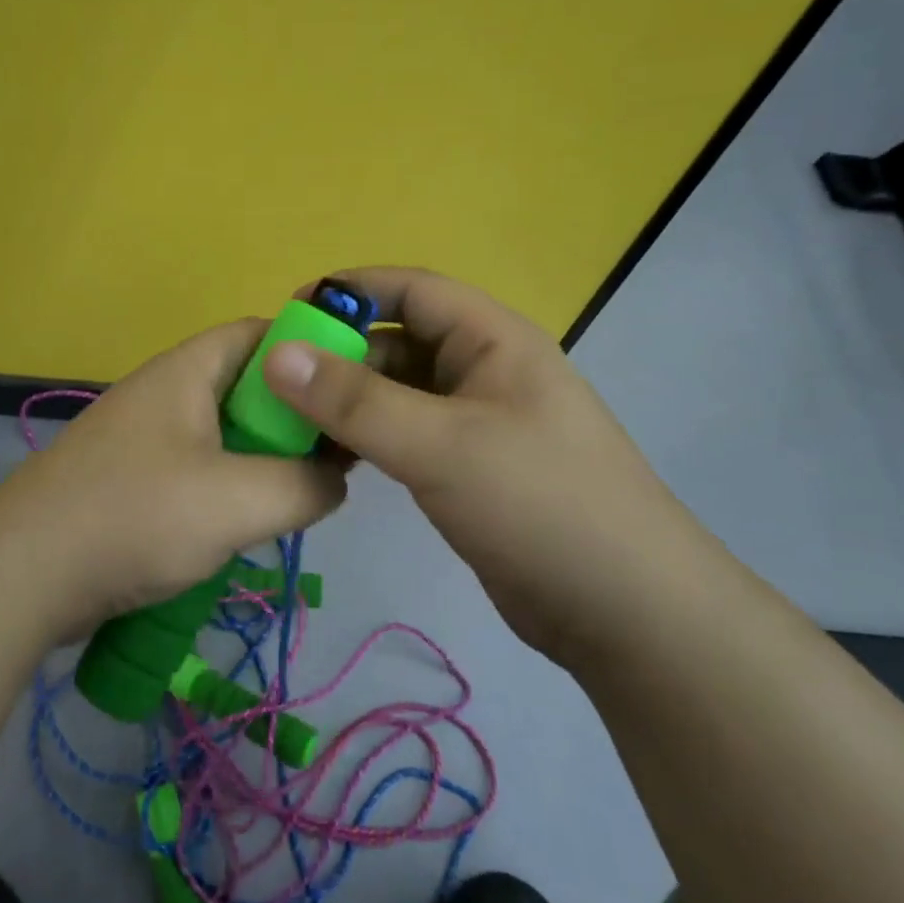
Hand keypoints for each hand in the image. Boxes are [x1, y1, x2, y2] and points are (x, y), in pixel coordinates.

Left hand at [0, 319, 346, 640]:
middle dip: (293, 417)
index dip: (311, 353)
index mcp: (187, 371)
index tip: (350, 393)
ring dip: (262, 459)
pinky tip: (245, 525)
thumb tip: (333, 480)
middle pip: (247, 386)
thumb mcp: (239, 500)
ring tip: (298, 494)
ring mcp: (143, 437)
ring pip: (223, 433)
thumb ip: (305, 484)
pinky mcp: (131, 480)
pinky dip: (229, 488)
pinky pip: (197, 469)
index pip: (261, 333)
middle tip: (332, 457)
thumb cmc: (135, 517)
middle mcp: (165, 392)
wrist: (22, 574)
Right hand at [260, 266, 704, 662]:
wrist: (626, 612)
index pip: (411, 290)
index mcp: (493, 340)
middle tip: (277, 384)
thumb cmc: (540, 504)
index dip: (349, 292)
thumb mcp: (441, 444)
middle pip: (398, 341)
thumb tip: (277, 354)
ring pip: (397, 392)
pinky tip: (331, 459)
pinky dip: (366, 438)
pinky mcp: (468, 469)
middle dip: (340, 355)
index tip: (288, 317)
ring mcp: (477, 423)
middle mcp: (484, 371)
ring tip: (291, 424)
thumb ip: (355, 400)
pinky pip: (405, 435)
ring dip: (348, 401)